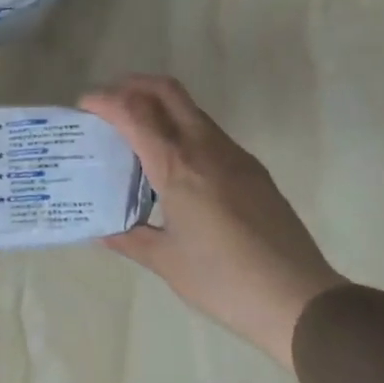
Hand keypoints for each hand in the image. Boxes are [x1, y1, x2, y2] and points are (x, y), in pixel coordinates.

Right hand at [81, 74, 345, 370]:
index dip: (106, 100)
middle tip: (109, 102)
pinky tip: (173, 162)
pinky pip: (208, 132)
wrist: (298, 297)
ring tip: (136, 131)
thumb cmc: (223, 281)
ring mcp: (234, 155)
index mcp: (178, 167)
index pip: (135, 113)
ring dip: (159, 105)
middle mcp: (205, 148)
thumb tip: (104, 231)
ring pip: (191, 109)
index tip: (85, 104)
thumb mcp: (167, 262)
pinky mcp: (252, 168)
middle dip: (133, 85)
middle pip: (167, 91)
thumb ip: (131, 239)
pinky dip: (181, 128)